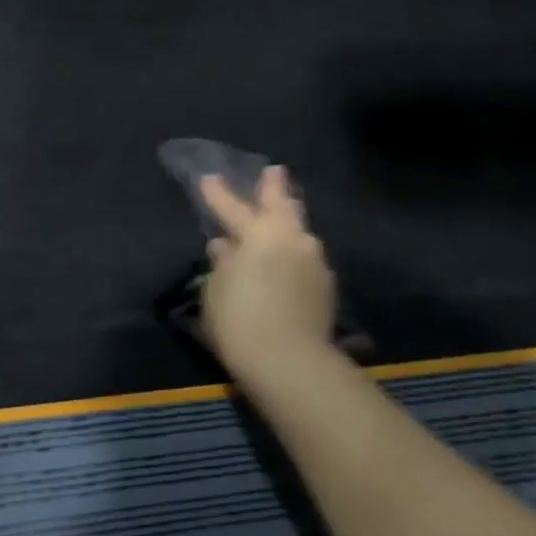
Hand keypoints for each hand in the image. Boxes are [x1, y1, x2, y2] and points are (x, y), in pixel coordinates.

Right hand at [199, 167, 337, 373]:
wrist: (290, 363)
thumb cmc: (239, 321)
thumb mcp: (215, 291)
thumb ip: (222, 265)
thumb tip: (225, 248)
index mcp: (259, 234)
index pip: (232, 207)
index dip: (218, 194)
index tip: (209, 178)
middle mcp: (292, 239)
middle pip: (283, 205)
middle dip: (275, 187)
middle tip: (274, 172)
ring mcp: (314, 261)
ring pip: (300, 232)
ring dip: (289, 222)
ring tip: (282, 217)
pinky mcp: (326, 287)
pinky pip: (306, 258)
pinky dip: (295, 253)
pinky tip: (289, 261)